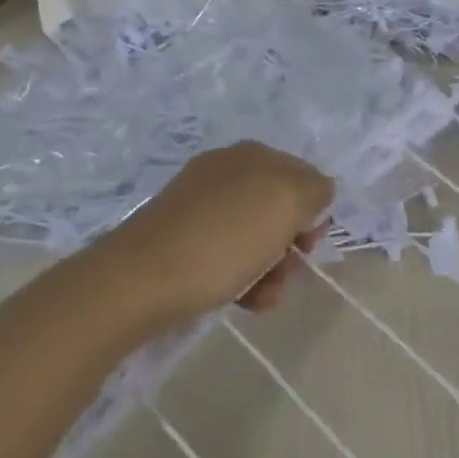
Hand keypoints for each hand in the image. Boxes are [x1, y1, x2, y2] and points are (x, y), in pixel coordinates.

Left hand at [114, 142, 334, 323]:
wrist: (141, 280)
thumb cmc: (224, 238)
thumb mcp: (286, 202)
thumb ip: (316, 190)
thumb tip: (317, 192)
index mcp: (253, 155)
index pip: (304, 176)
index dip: (314, 211)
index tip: (309, 243)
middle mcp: (227, 172)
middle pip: (280, 210)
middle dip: (292, 245)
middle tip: (287, 271)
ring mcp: (200, 206)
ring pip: (256, 237)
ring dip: (272, 269)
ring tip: (263, 297)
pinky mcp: (181, 239)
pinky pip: (228, 254)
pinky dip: (244, 278)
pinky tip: (244, 302)